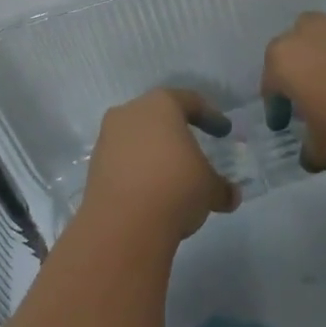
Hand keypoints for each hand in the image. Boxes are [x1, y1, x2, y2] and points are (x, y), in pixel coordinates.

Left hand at [82, 89, 236, 245]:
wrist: (123, 224)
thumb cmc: (176, 187)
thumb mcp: (209, 188)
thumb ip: (221, 187)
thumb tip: (231, 195)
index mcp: (161, 105)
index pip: (190, 101)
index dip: (210, 116)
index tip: (223, 131)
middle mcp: (130, 113)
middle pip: (159, 116)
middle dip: (177, 132)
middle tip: (194, 148)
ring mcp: (108, 138)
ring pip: (137, 138)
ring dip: (155, 153)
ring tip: (172, 175)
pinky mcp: (94, 166)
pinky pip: (123, 160)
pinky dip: (138, 170)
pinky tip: (151, 191)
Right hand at [261, 13, 325, 171]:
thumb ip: (311, 151)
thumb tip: (309, 158)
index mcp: (284, 60)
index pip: (270, 85)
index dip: (276, 107)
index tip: (284, 124)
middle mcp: (307, 32)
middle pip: (293, 51)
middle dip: (298, 72)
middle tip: (310, 98)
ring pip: (324, 39)